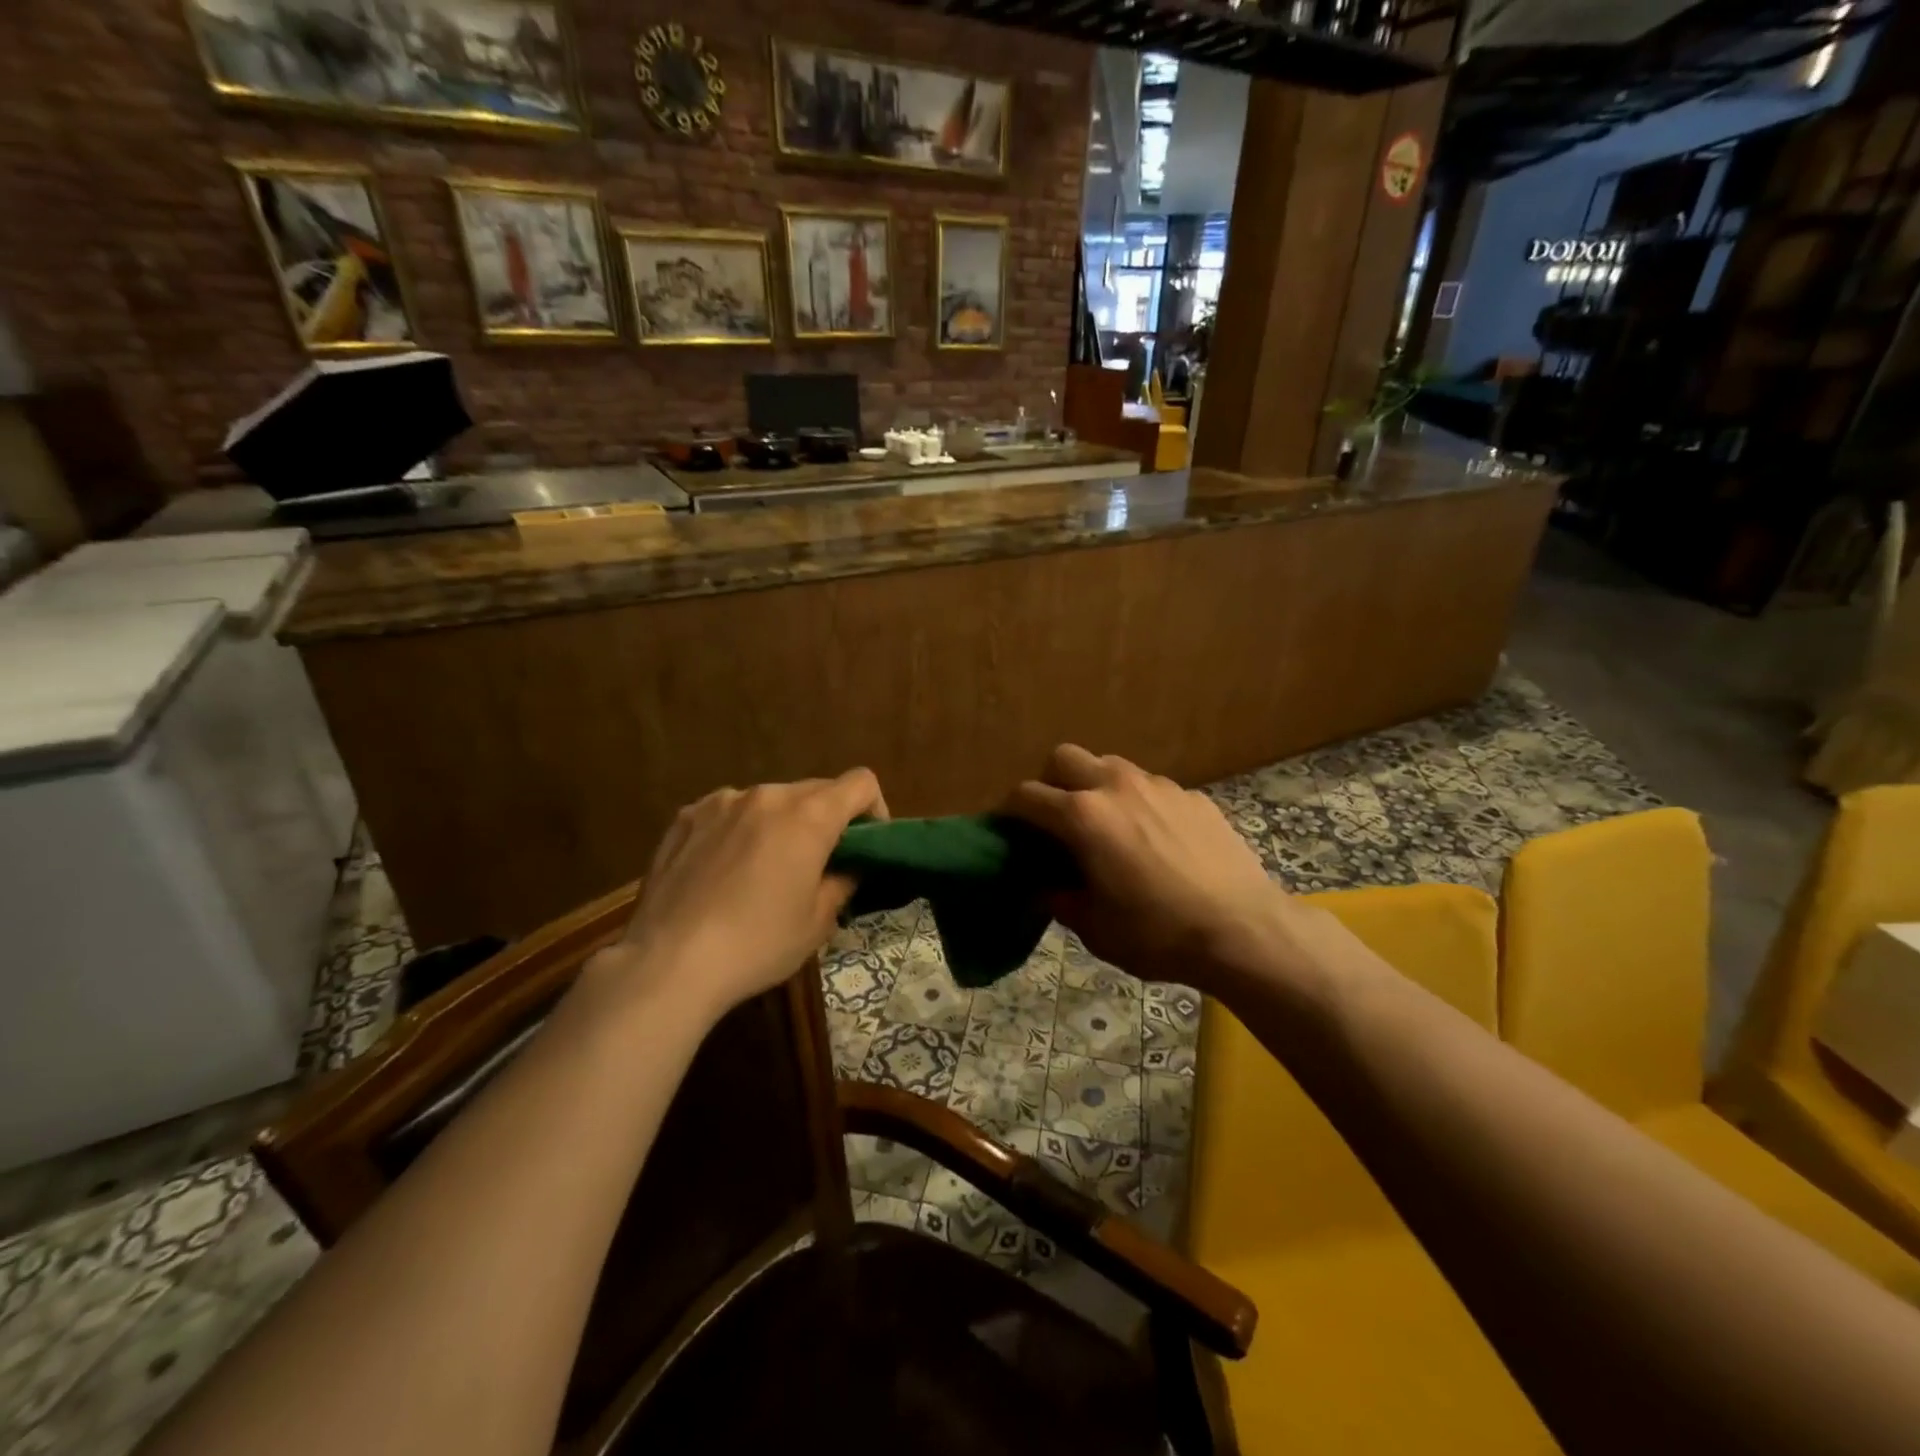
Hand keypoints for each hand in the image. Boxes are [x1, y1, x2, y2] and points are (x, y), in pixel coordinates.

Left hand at [586, 769, 887, 1025]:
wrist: (668, 963)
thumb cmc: (756, 944)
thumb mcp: (817, 923)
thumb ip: (842, 882)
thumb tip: (847, 867)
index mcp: (808, 816)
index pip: (861, 783)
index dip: (873, 809)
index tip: (865, 845)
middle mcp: (767, 795)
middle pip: (815, 790)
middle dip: (826, 820)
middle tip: (817, 865)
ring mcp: (721, 801)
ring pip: (769, 801)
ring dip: (780, 824)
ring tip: (762, 870)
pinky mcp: (686, 816)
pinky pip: (729, 812)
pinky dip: (739, 829)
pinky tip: (722, 871)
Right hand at [1006, 745, 1309, 991]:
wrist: (1244, 931)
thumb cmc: (1158, 934)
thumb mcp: (1095, 928)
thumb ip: (1059, 899)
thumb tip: (1043, 886)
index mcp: (1083, 817)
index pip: (1026, 795)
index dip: (1010, 812)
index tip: (1011, 832)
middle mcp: (1116, 787)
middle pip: (1064, 757)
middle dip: (1051, 782)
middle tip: (1058, 821)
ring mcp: (1159, 786)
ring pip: (1111, 766)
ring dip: (1096, 787)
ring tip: (1108, 827)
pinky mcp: (1193, 796)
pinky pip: (1151, 787)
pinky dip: (1138, 804)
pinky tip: (1155, 841)